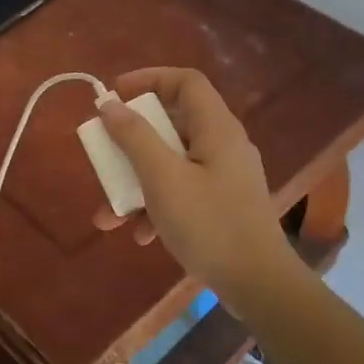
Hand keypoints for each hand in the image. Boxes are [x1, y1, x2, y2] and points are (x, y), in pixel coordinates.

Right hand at [91, 68, 298, 297]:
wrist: (258, 284)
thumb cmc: (209, 224)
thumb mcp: (163, 178)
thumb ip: (135, 138)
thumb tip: (110, 105)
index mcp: (217, 128)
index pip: (185, 82)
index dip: (149, 79)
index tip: (114, 95)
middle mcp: (223, 145)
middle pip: (173, 123)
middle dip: (132, 141)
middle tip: (104, 152)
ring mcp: (224, 177)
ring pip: (172, 162)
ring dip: (137, 182)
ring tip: (107, 214)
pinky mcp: (222, 205)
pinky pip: (182, 191)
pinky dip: (157, 205)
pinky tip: (139, 234)